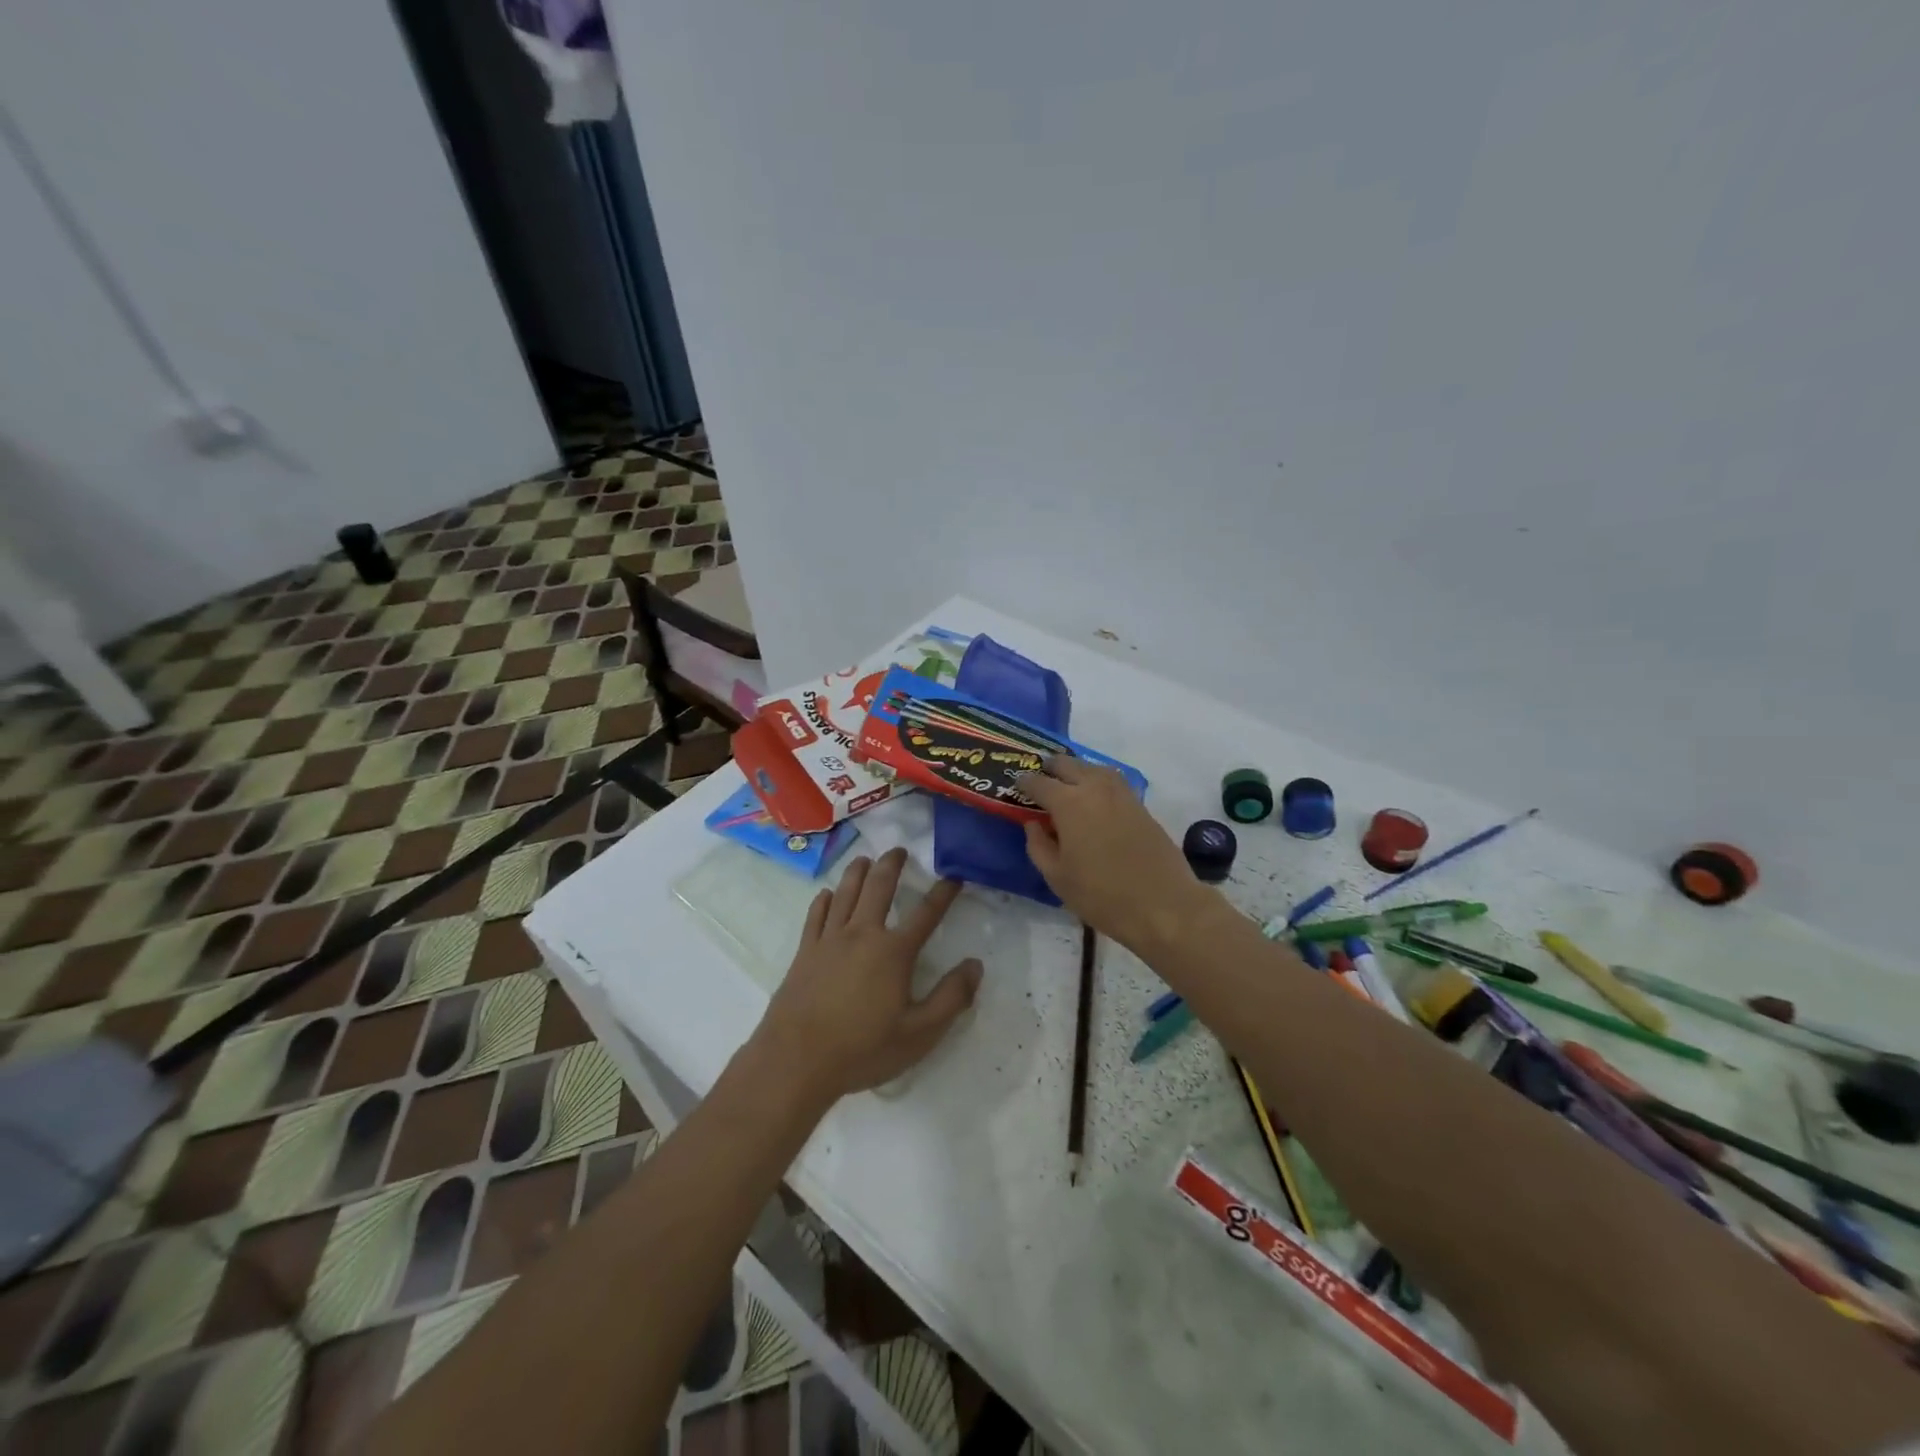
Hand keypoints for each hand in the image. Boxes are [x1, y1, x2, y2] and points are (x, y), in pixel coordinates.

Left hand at [752, 849, 982, 1107]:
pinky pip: (816, 914)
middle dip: (892, 864)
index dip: (943, 893)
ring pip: (845, 892)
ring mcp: (829, 940)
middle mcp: (862, 934)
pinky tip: (827, 894)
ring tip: (865, 859)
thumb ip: (951, 998)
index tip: (954, 876)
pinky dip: (824, 899)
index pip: (926, 913)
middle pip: (879, 887)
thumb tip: (975, 965)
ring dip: (858, 871)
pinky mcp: (805, 952)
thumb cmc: (863, 1049)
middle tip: (900, 850)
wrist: (796, 1060)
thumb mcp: (919, 1034)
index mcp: (893, 951)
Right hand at [1019, 757, 1215, 953]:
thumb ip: (1038, 846)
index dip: (1024, 783)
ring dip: (1076, 770)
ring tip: (1067, 784)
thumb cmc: (1102, 895)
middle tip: (1040, 780)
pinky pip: (1112, 781)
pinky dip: (1098, 781)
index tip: (1016, 786)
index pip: (1039, 783)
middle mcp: (1094, 788)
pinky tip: (1094, 798)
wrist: (1163, 904)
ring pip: (1093, 768)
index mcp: (1069, 803)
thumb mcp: (1057, 877)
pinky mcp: (1140, 805)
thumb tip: (1034, 824)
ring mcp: (1121, 794)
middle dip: (1050, 768)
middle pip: (1067, 765)